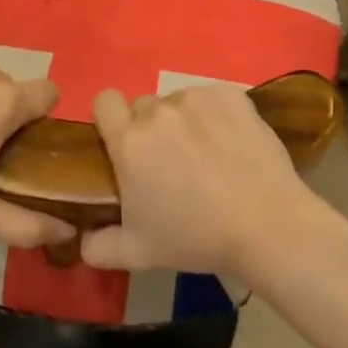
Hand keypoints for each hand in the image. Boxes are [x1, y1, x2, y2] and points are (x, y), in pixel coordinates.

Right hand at [81, 84, 318, 280]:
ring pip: (179, 101)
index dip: (110, 118)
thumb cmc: (196, 238)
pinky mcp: (230, 94)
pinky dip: (217, 114)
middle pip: (144, 106)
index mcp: (129, 141)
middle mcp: (158, 111)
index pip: (104, 102)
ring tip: (209, 155)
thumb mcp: (138, 253)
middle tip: (172, 162)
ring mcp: (196, 97)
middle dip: (151, 128)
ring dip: (185, 121)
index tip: (123, 142)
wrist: (266, 224)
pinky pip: (213, 98)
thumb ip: (99, 246)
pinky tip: (232, 143)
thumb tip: (82, 242)